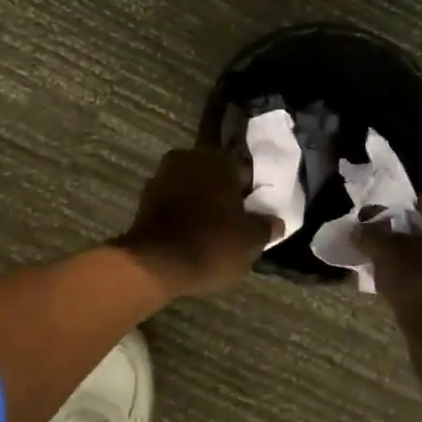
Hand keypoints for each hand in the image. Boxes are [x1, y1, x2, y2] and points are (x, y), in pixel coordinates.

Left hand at [116, 148, 276, 295]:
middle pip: (215, 174)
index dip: (251, 192)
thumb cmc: (211, 244)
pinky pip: (174, 199)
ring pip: (192, 185)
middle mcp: (190, 158)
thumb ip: (264, 227)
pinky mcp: (145, 196)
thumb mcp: (249, 241)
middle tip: (234, 217)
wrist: (155, 262)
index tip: (254, 210)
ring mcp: (164, 175)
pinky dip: (182, 210)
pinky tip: (190, 230)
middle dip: (224, 192)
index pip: (244, 171)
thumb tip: (276, 222)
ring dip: (201, 199)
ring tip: (212, 226)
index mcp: (219, 160)